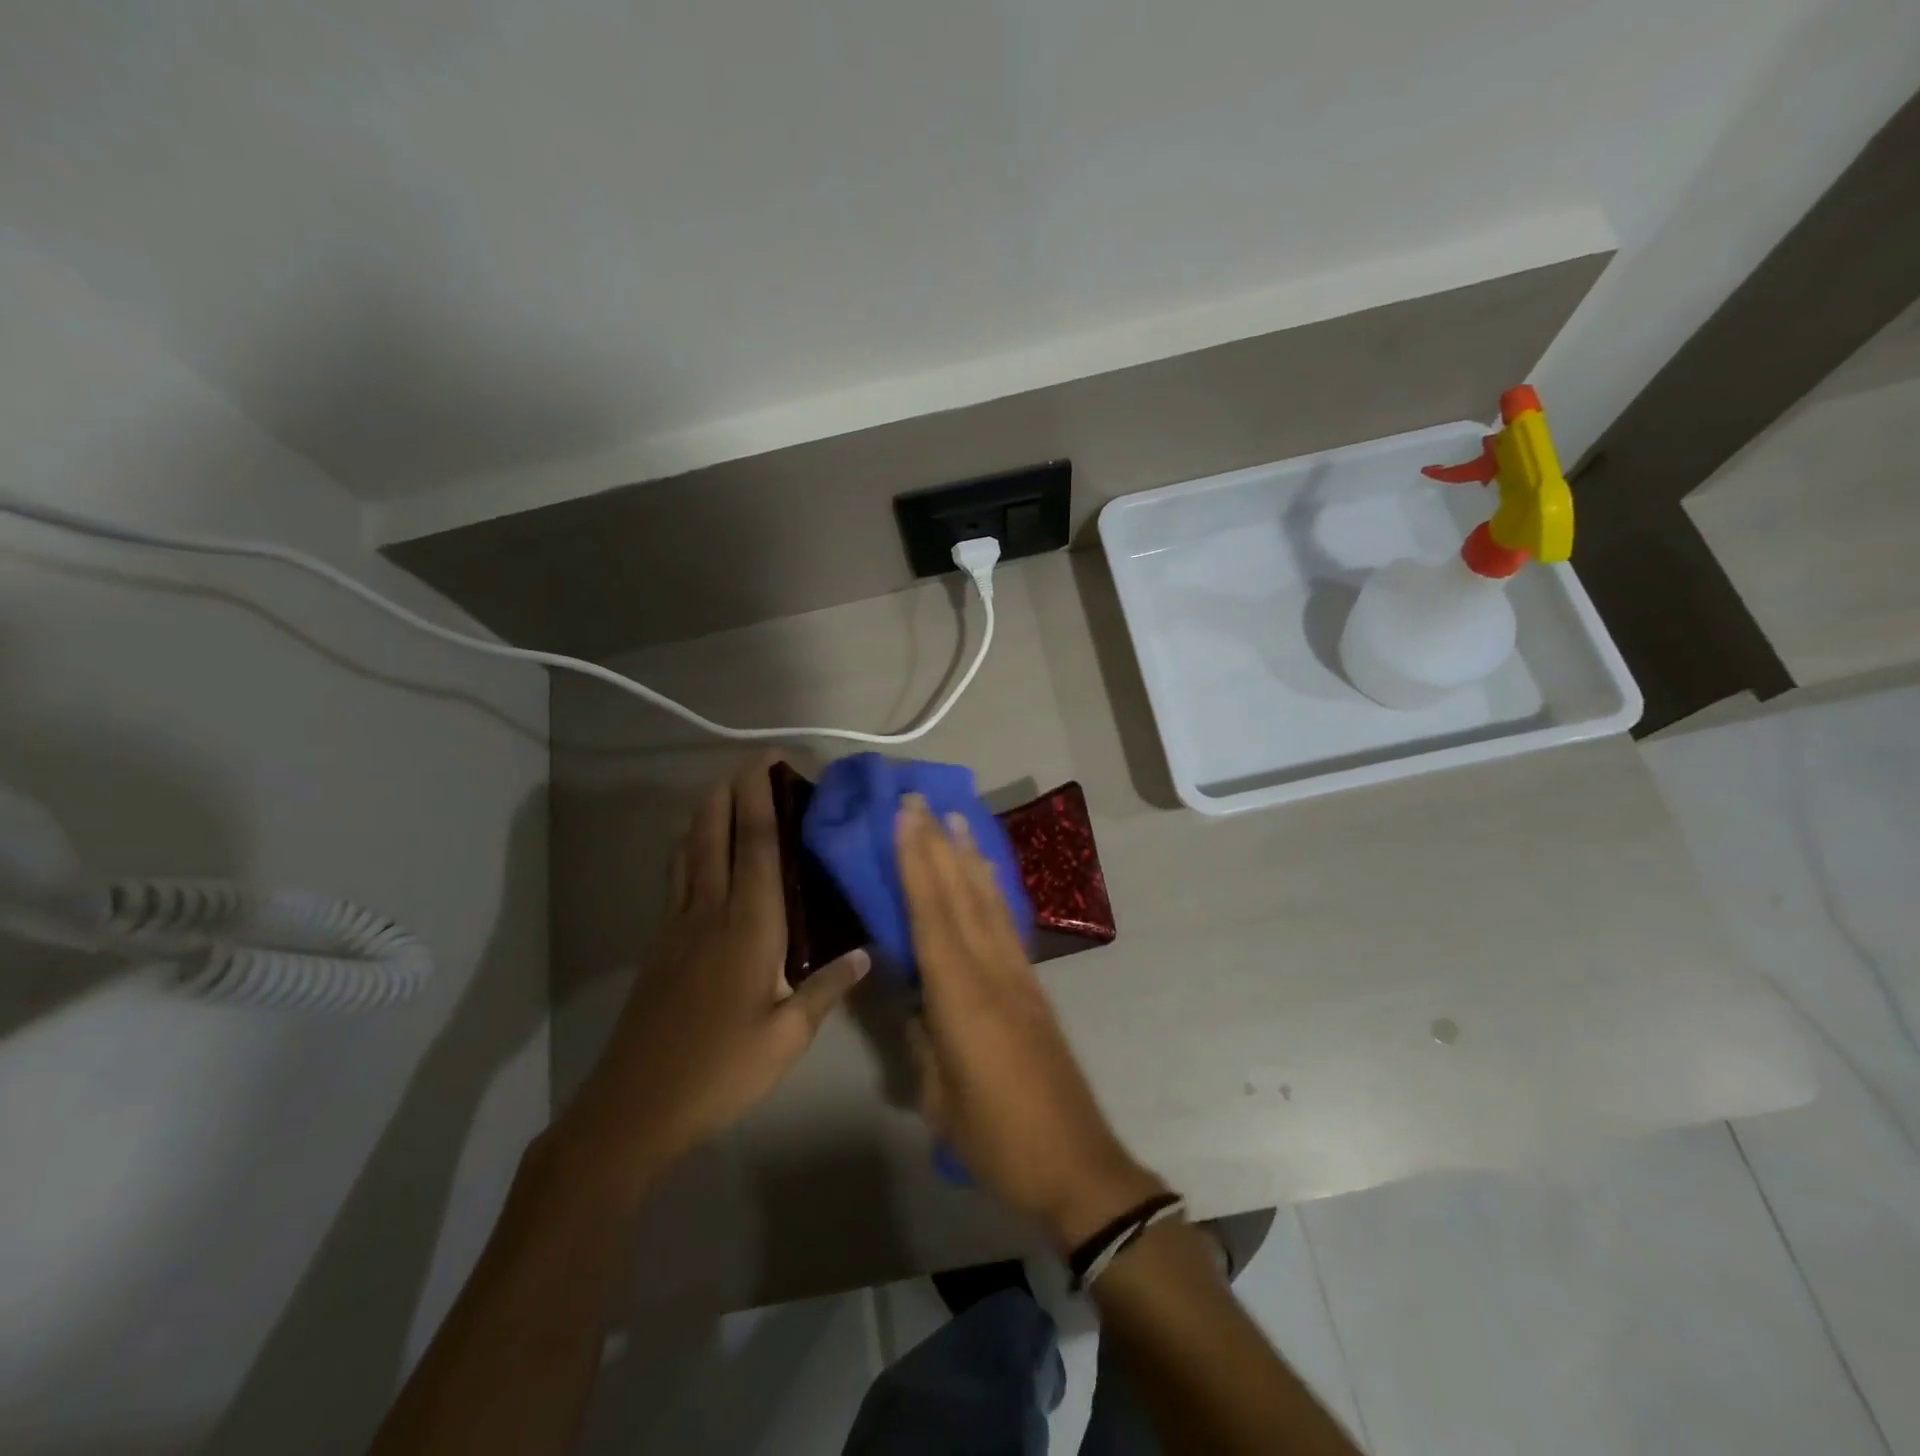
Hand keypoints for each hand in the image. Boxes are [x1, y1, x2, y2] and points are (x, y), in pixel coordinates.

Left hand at [555, 754, 868, 1198]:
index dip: (762, 800)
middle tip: (750, 762)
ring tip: (721, 789)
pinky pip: (676, 878)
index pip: (758, 848)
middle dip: (731, 793)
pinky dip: (687, 848)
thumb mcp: (787, 1038)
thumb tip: (864, 953)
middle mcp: (710, 914)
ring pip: (689, 853)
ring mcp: (677, 927)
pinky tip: (692, 849)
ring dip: (705, 814)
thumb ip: (826, 989)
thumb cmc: (720, 1071)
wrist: (634, 1108)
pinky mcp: (659, 945)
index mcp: (749, 928)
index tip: (768, 762)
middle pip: (716, 836)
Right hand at [896, 794, 1163, 1249]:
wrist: (1077, 1163)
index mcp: (962, 999)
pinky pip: (1007, 923)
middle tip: (921, 800)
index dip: (917, 863)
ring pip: (989, 902)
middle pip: (961, 895)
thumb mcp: (939, 1099)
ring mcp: (1019, 976)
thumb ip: (922, 1040)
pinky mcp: (1034, 986)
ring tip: (956, 818)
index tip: (906, 818)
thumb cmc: (998, 1140)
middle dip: (938, 844)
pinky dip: (992, 889)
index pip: (932, 916)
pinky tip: (986, 874)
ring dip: (969, 856)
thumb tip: (915, 1001)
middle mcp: (993, 973)